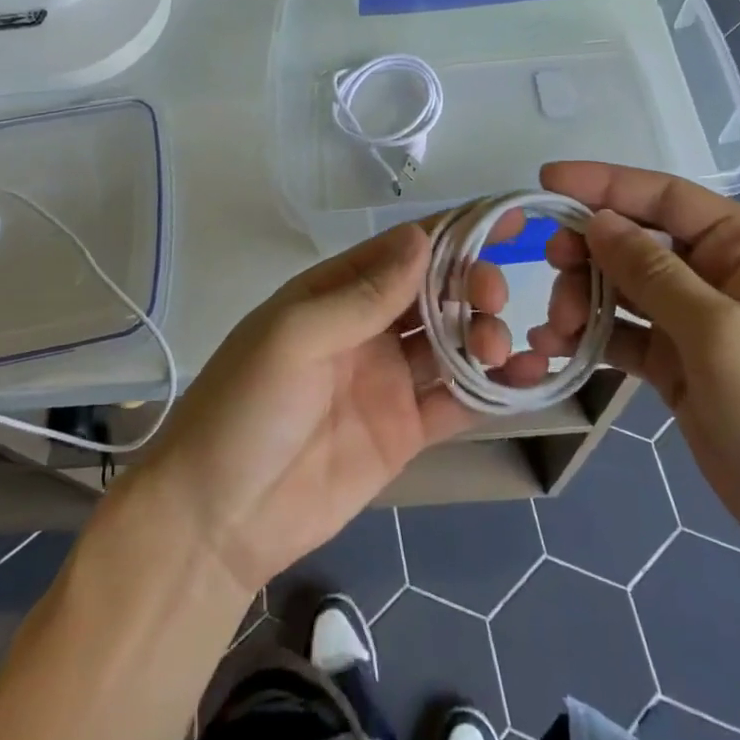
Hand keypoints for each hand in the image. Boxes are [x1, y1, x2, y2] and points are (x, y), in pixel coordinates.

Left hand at [127, 221, 514, 595]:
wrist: (215, 521)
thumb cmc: (245, 409)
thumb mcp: (294, 338)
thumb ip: (362, 294)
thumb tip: (422, 238)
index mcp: (337, 291)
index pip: (403, 249)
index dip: (453, 230)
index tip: (505, 219)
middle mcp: (368, 327)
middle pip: (435, 290)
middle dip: (472, 283)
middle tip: (494, 296)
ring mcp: (389, 379)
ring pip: (453, 340)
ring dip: (485, 332)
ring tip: (498, 345)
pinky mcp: (405, 431)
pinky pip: (457, 400)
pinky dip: (492, 388)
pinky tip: (524, 378)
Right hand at [517, 161, 739, 570]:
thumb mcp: (721, 333)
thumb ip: (652, 272)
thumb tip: (598, 221)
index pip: (663, 196)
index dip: (603, 184)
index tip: (545, 181)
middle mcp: (719, 273)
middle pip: (635, 240)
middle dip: (588, 252)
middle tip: (550, 272)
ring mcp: (698, 321)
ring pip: (623, 287)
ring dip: (583, 298)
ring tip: (557, 330)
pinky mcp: (680, 365)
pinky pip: (625, 334)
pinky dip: (591, 336)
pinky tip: (557, 348)